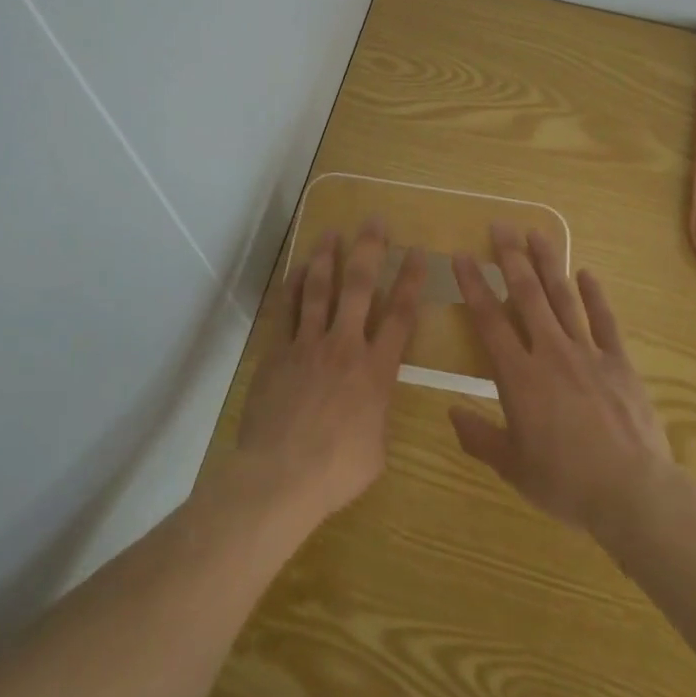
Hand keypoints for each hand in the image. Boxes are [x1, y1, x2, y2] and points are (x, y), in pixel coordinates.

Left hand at [232, 218, 425, 530]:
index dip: (411, 281)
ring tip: (331, 232)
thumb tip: (373, 400)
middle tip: (374, 221)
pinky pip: (286, 310)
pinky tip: (296, 269)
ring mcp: (308, 345)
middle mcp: (345, 346)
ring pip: (319, 289)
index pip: (401, 316)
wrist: (280, 475)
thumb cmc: (337, 471)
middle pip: (360, 287)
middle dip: (370, 250)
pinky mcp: (278, 352)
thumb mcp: (377, 448)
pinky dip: (291, 286)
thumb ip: (378, 412)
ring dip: (326, 257)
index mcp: (376, 371)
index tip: (417, 252)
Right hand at [451, 224, 695, 545]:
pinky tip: (587, 273)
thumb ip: (479, 437)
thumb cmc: (566, 482)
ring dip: (549, 263)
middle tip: (500, 225)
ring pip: (564, 298)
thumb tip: (451, 412)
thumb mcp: (513, 467)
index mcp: (519, 376)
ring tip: (536, 233)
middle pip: (527, 295)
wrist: (634, 493)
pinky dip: (595, 295)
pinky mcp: (619, 363)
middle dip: (511, 257)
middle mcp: (550, 352)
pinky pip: (605, 321)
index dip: (473, 285)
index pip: (489, 320)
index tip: (462, 255)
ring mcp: (588, 354)